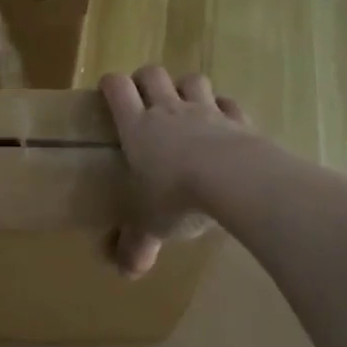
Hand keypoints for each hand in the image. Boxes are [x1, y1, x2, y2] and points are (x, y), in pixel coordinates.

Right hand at [100, 66, 251, 276]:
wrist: (234, 180)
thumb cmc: (177, 197)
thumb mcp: (150, 226)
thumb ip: (137, 245)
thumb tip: (126, 273)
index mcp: (137, 128)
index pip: (116, 89)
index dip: (110, 85)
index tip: (108, 92)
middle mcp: (168, 110)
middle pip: (152, 74)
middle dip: (145, 79)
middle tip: (144, 98)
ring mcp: (206, 111)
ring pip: (192, 80)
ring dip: (185, 87)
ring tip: (184, 105)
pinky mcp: (239, 120)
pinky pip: (229, 103)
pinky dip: (225, 108)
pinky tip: (224, 123)